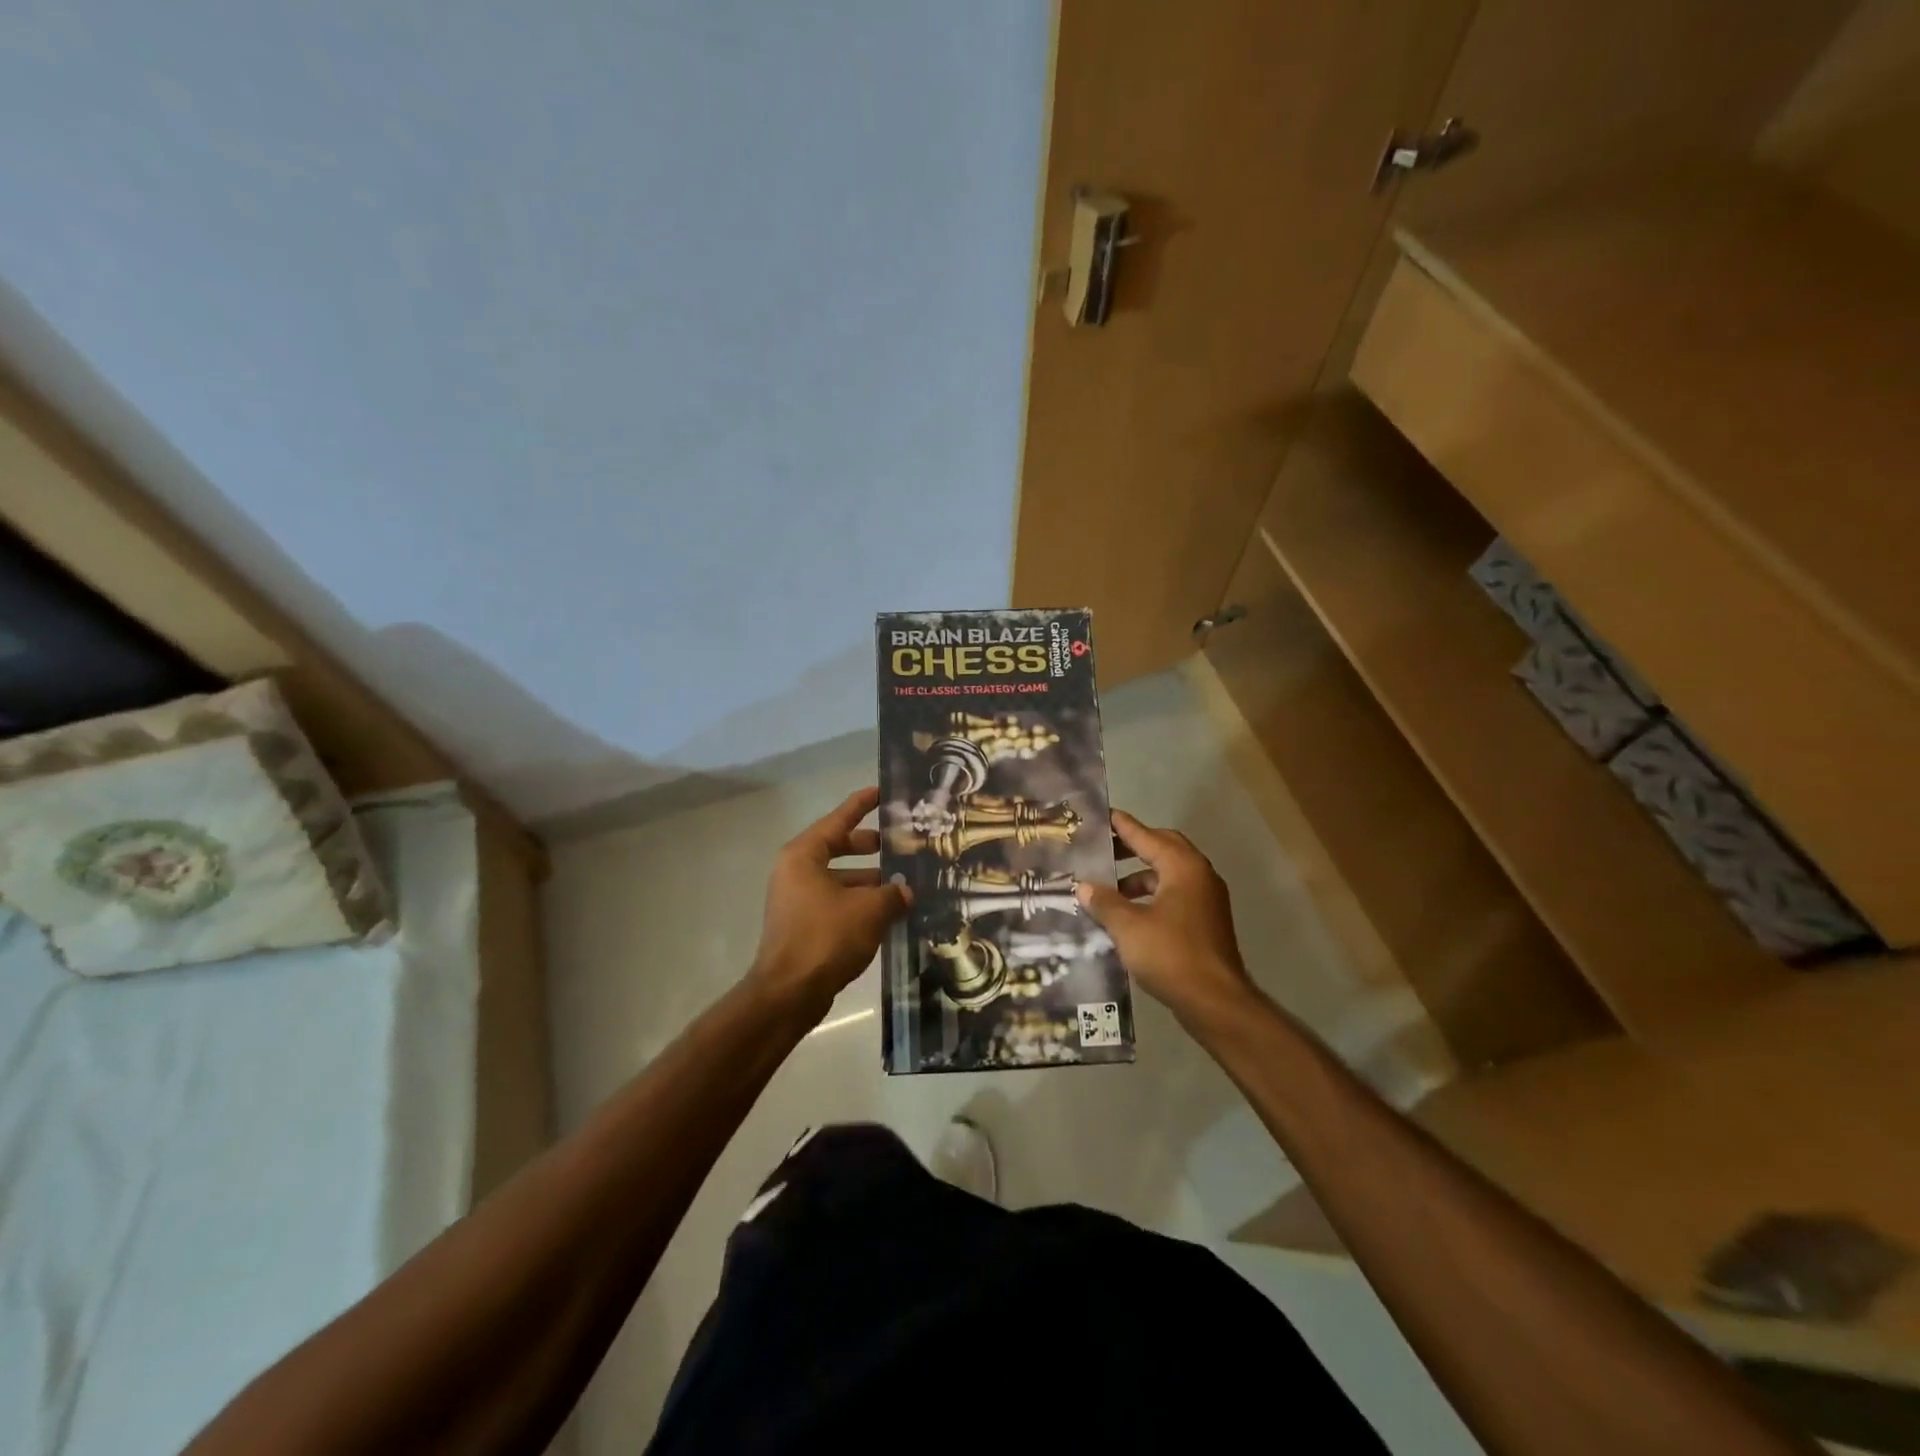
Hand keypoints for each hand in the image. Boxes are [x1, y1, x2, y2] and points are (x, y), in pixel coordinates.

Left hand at [750, 787, 909, 1014]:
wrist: (789, 993)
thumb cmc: (826, 937)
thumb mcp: (869, 910)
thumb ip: (893, 894)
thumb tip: (907, 891)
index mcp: (804, 856)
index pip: (838, 821)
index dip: (861, 805)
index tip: (882, 792)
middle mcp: (796, 872)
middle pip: (839, 848)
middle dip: (871, 846)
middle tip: (902, 843)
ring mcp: (798, 900)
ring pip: (841, 879)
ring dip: (871, 881)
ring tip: (906, 883)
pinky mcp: (804, 925)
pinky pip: (837, 903)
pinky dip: (861, 903)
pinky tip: (891, 912)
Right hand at [1076, 810, 1255, 1020]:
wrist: (1215, 1001)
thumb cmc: (1170, 954)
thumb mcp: (1128, 926)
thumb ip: (1104, 902)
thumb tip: (1084, 886)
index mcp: (1183, 867)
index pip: (1147, 836)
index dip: (1123, 826)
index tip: (1103, 815)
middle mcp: (1199, 876)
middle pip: (1163, 849)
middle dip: (1133, 847)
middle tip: (1103, 849)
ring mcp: (1206, 900)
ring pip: (1168, 875)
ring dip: (1139, 876)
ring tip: (1108, 887)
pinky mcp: (1205, 922)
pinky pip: (1174, 895)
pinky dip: (1151, 896)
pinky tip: (1128, 913)